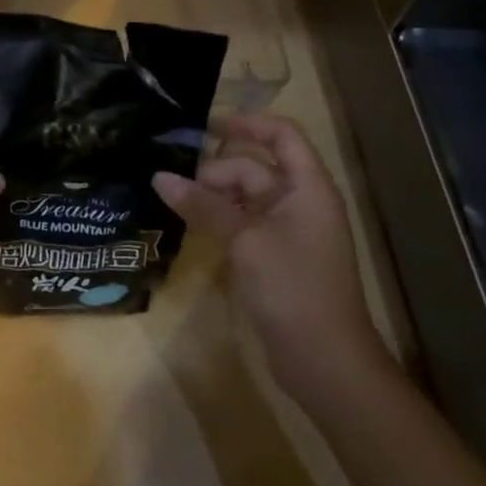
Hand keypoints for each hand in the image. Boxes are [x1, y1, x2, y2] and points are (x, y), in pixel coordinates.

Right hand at [154, 113, 392, 406]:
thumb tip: (159, 177)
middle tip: (174, 183)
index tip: (203, 125)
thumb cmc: (292, 288)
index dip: (245, 123)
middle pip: (253, 166)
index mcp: (307, 187)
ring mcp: (288, 230)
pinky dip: (218, 218)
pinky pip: (243, 221)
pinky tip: (190, 223)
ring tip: (174, 201)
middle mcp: (300, 201)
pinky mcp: (275, 255)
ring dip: (212, 195)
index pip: (281, 134)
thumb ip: (202, 205)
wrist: (326, 362)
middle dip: (214, 170)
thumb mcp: (243, 240)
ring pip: (244, 195)